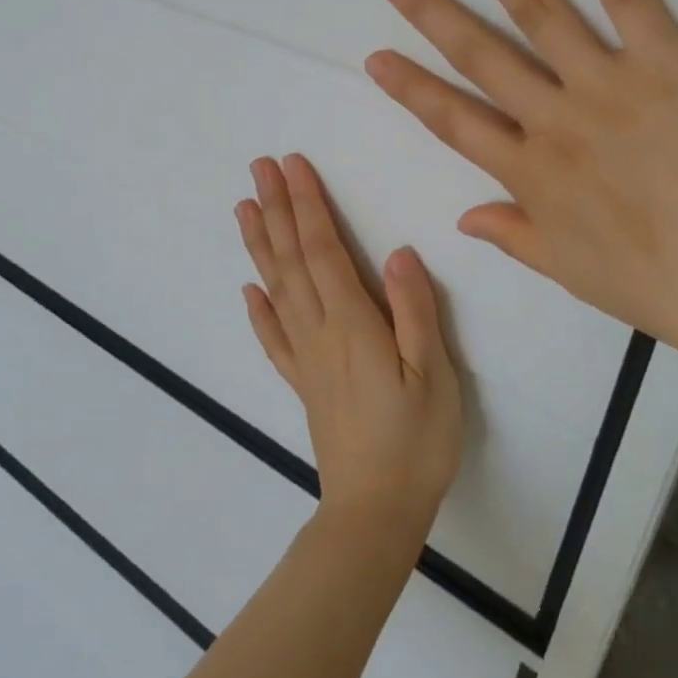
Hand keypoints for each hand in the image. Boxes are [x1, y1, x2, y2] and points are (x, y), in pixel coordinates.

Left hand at [236, 154, 463, 550]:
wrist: (376, 512)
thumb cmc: (416, 441)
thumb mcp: (433, 374)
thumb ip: (415, 311)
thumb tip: (398, 252)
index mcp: (352, 324)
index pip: (322, 250)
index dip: (307, 205)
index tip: (292, 166)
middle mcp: (319, 332)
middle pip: (291, 260)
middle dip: (277, 209)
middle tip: (258, 167)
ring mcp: (305, 358)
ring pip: (276, 289)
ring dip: (260, 245)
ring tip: (244, 209)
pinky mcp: (302, 383)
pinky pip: (273, 338)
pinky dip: (258, 309)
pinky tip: (249, 290)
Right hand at [366, 0, 677, 379]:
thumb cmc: (655, 282)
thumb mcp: (568, 271)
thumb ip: (513, 235)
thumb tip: (463, 218)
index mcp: (528, 173)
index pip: (452, 121)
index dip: (411, 88)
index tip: (376, 57)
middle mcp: (553, 119)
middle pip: (479, 55)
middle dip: (431, 13)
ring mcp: (605, 84)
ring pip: (537, 14)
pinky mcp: (664, 62)